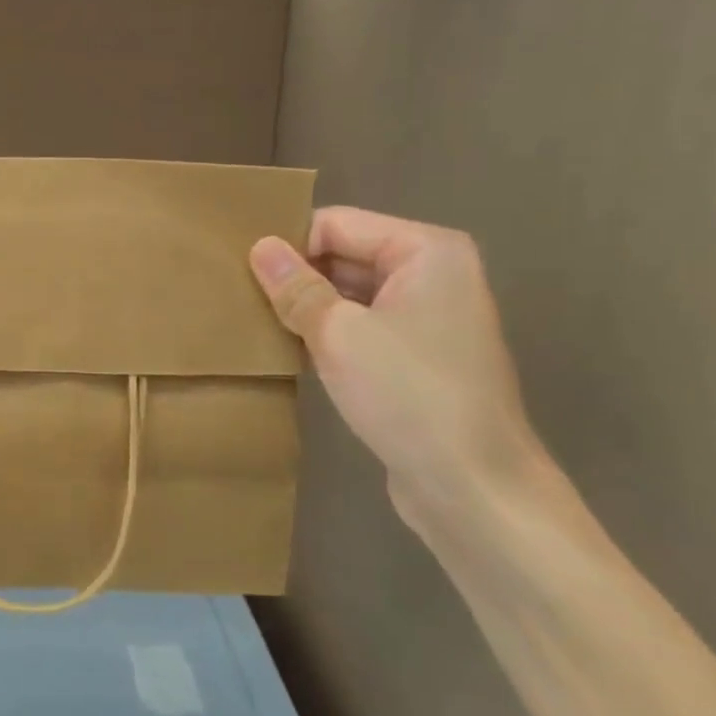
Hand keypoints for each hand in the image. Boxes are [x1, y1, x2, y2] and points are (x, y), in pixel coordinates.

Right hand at [250, 207, 544, 526]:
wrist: (475, 491)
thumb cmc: (409, 396)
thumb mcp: (339, 334)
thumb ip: (296, 286)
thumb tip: (260, 247)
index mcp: (426, 251)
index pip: (335, 224)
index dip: (289, 245)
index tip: (242, 272)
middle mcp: (433, 274)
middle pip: (344, 254)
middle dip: (296, 276)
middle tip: (240, 296)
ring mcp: (428, 317)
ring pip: (349, 293)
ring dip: (308, 307)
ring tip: (255, 321)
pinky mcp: (418, 356)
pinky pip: (362, 326)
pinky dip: (327, 333)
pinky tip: (289, 349)